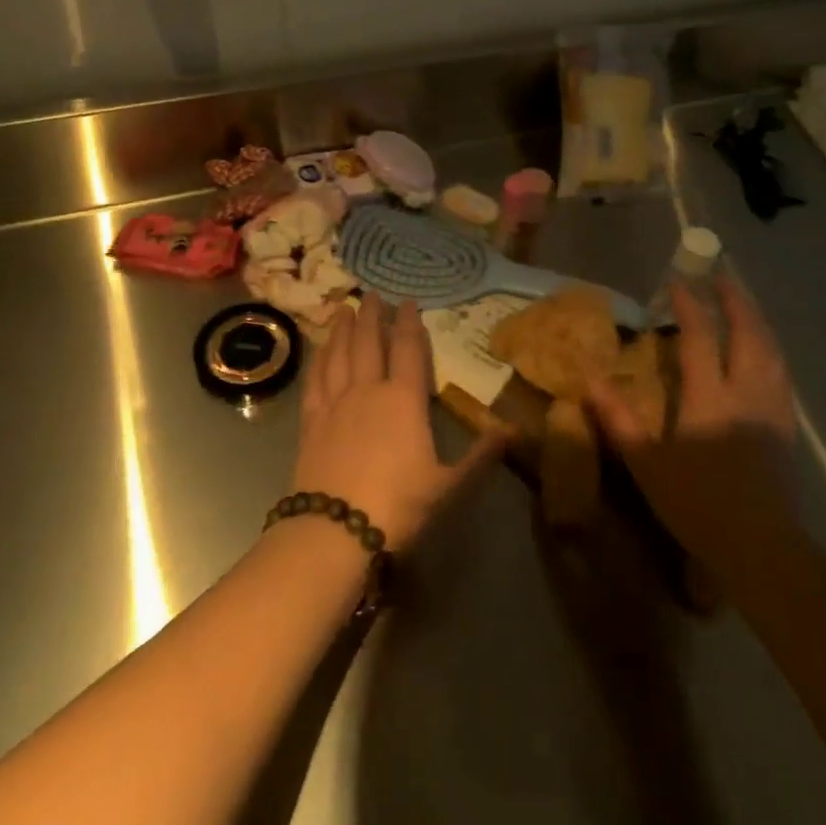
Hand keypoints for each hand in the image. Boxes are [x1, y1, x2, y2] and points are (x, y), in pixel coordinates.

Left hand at [294, 294, 506, 548]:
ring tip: (345, 309)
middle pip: (368, 342)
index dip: (409, 323)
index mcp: (404, 400)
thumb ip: (480, 455)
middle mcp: (368, 390)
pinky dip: (319, 359)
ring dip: (343, 329)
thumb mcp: (448, 485)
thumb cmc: (398, 505)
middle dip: (372, 316)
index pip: (408, 349)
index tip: (408, 301)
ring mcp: (335, 403)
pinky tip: (320, 350)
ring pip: (339, 354)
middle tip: (372, 294)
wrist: (335, 530)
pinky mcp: (311, 421)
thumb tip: (514, 430)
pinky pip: (316, 380)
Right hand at [587, 272, 798, 566]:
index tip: (679, 282)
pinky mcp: (788, 428)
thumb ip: (618, 418)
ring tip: (745, 305)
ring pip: (771, 350)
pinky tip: (766, 354)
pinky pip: (781, 373)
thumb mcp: (646, 463)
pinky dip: (771, 350)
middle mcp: (747, 392)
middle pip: (748, 333)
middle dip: (735, 300)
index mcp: (710, 397)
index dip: (690, 305)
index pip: (701, 337)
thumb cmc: (698, 504)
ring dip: (757, 321)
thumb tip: (590, 379)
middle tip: (723, 277)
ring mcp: (773, 409)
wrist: (762, 547)